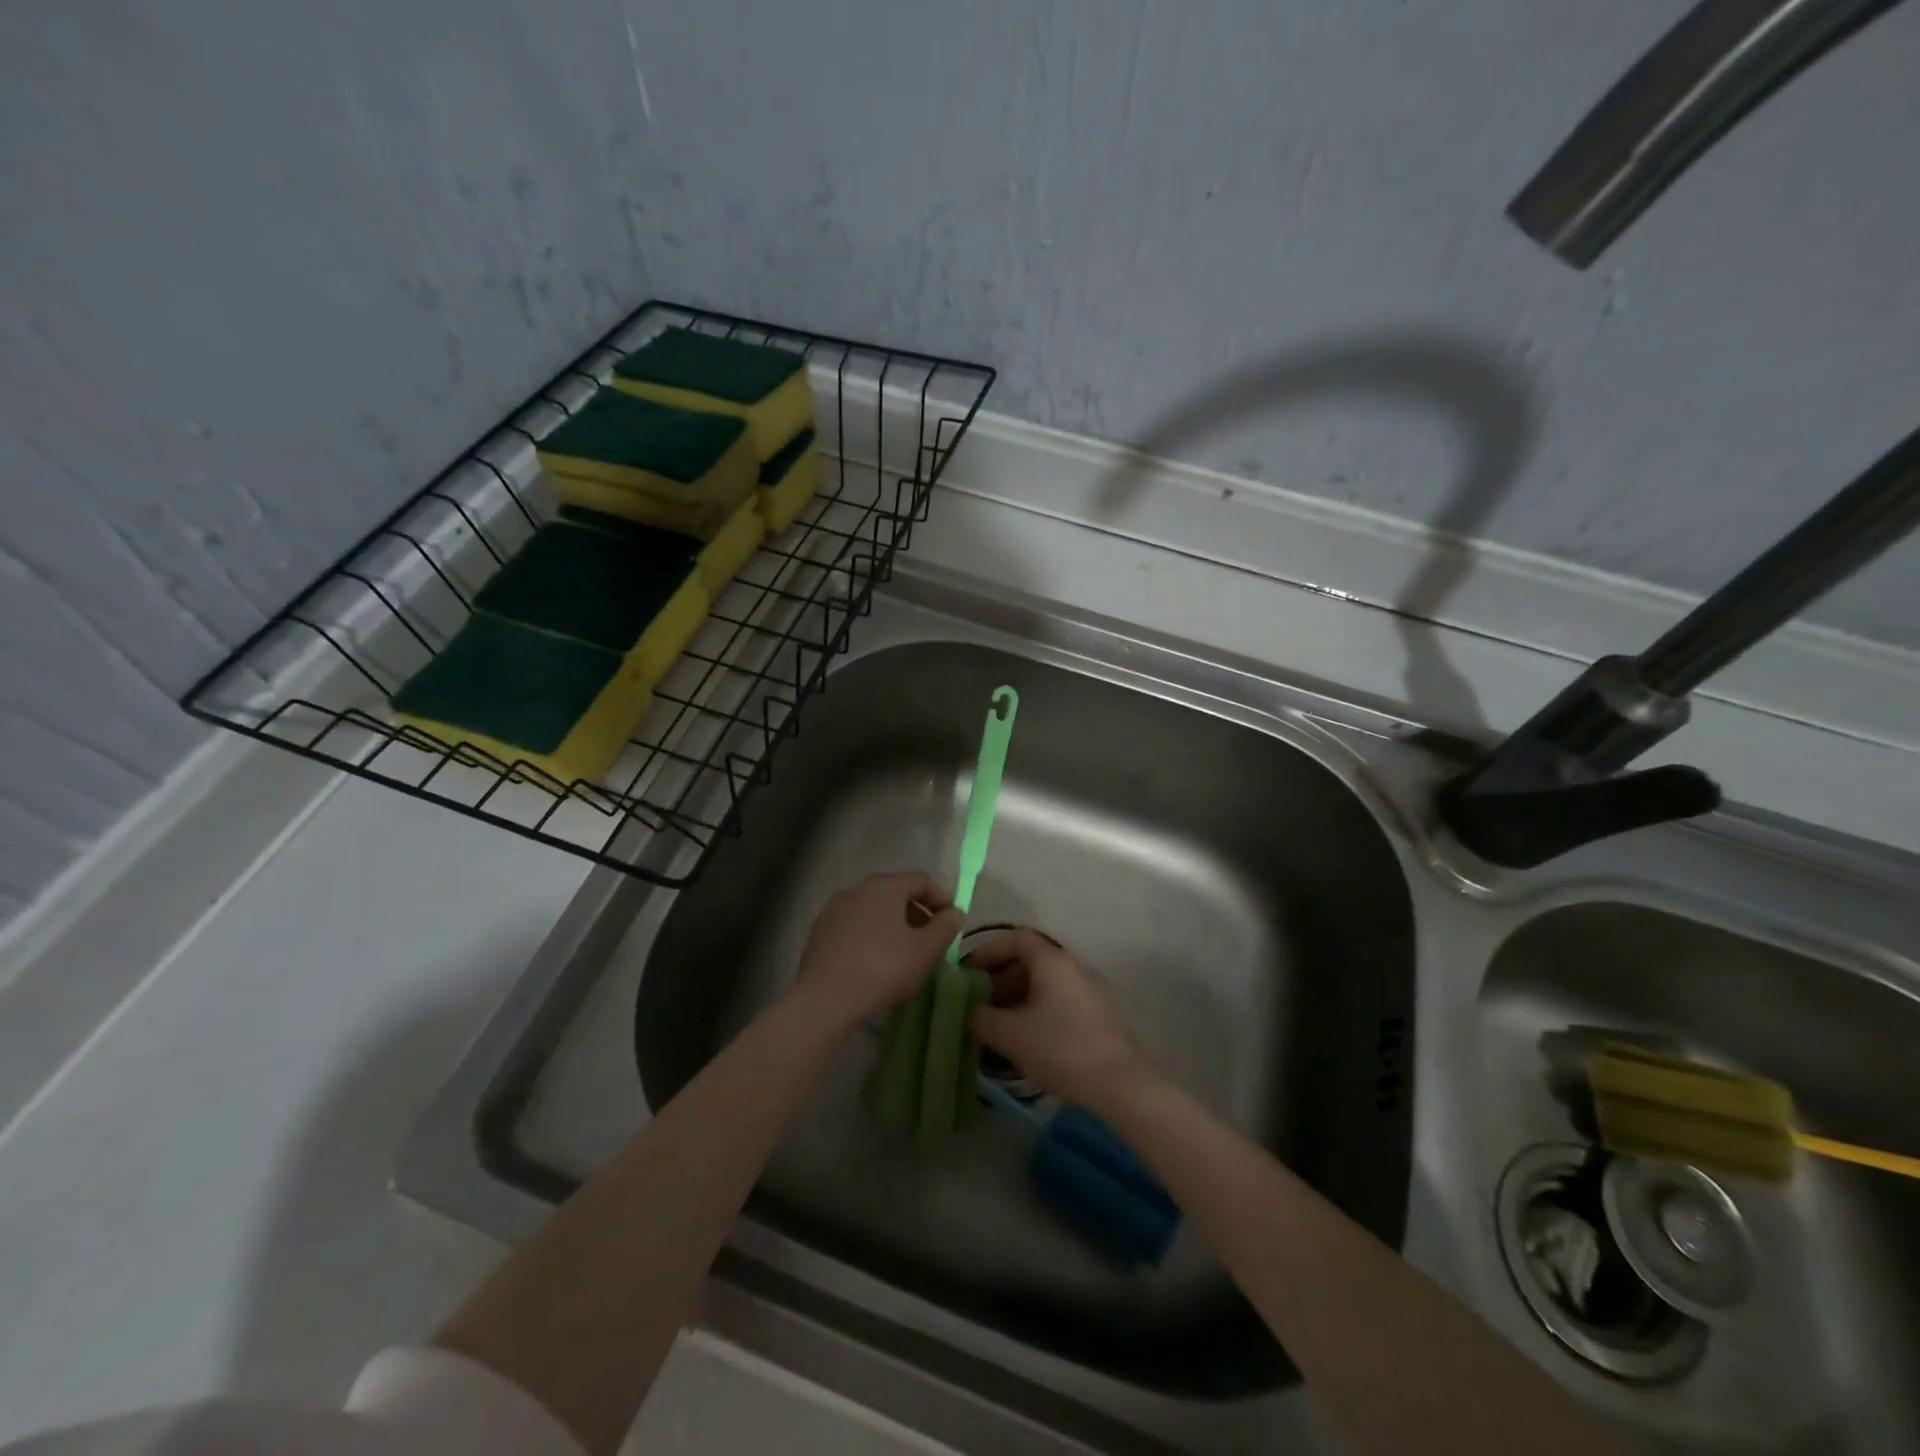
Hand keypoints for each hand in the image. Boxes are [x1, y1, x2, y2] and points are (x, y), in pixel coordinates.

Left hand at [793, 872, 964, 1029]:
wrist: (824, 999)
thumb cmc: (883, 968)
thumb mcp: (925, 950)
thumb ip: (945, 927)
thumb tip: (954, 913)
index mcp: (884, 886)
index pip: (922, 880)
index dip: (942, 899)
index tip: (951, 924)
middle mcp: (857, 889)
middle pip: (896, 893)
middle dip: (918, 914)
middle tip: (930, 941)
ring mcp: (834, 910)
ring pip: (874, 910)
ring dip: (894, 926)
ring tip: (904, 954)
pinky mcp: (820, 932)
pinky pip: (855, 926)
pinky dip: (871, 936)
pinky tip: (875, 963)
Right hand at [966, 930, 1155, 1108]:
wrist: (1119, 1083)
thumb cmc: (1060, 1048)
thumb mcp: (1009, 1034)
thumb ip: (981, 1018)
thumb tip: (971, 1012)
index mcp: (1051, 960)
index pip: (1015, 939)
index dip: (988, 952)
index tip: (968, 974)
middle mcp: (1072, 966)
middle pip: (1029, 960)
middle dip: (1000, 979)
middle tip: (979, 1004)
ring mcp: (1088, 989)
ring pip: (1044, 983)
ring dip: (1017, 998)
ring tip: (997, 1026)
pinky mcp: (1097, 1014)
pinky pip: (1058, 1000)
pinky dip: (1036, 1010)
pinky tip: (1025, 1040)